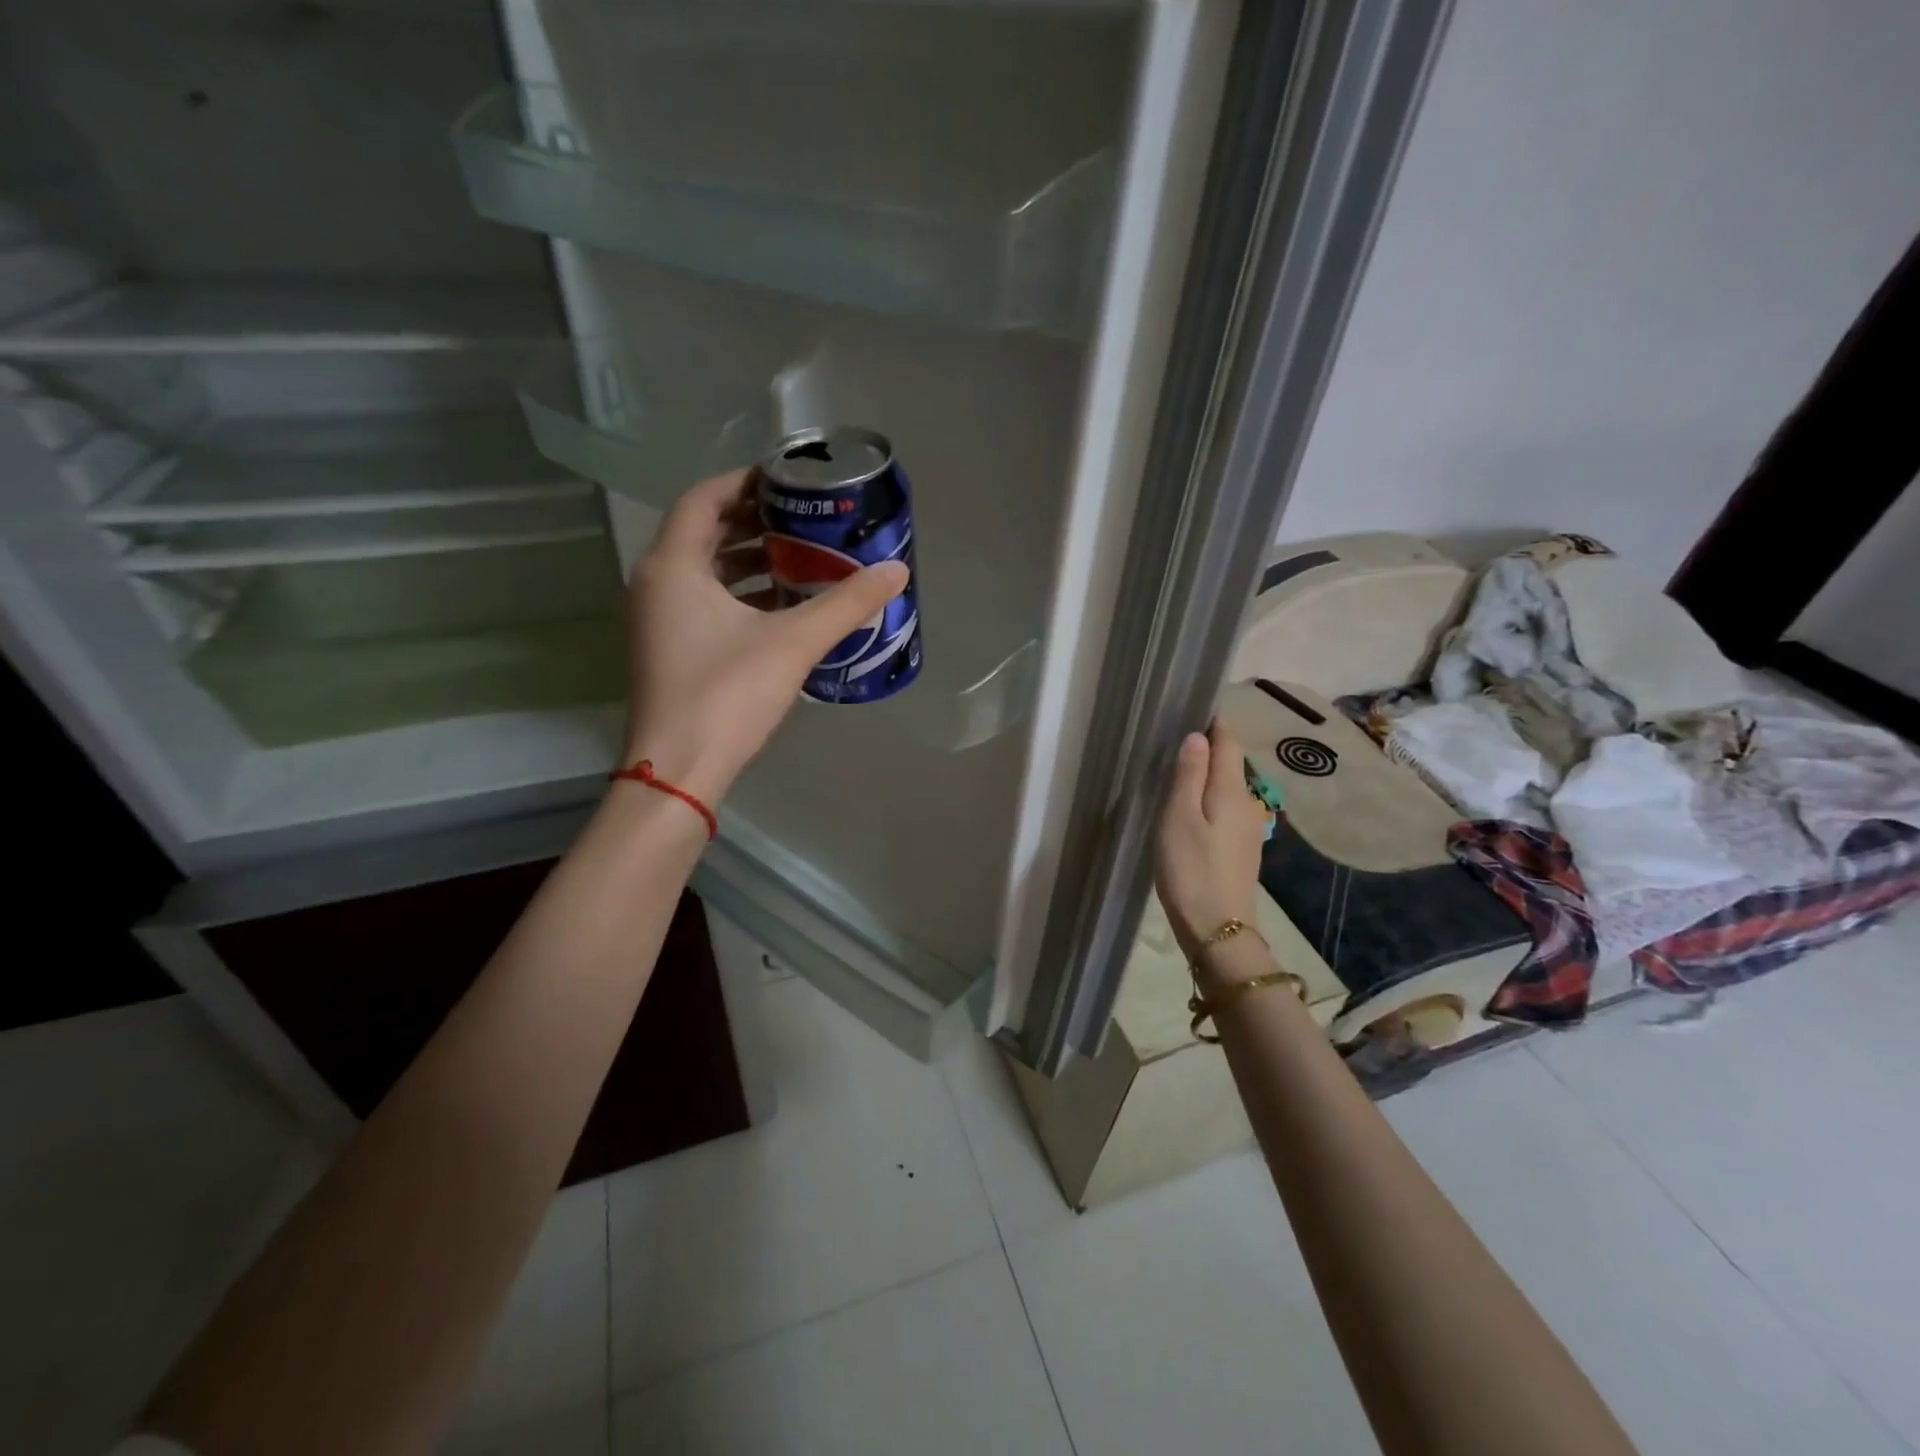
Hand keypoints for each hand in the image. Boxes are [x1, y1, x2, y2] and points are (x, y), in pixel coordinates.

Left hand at [621, 469, 909, 805]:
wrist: (679, 769)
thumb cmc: (727, 693)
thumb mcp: (794, 642)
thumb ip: (846, 603)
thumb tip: (897, 570)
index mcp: (672, 566)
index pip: (704, 499)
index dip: (745, 482)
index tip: (788, 481)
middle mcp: (655, 584)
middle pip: (704, 533)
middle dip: (755, 523)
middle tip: (804, 519)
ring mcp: (657, 620)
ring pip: (704, 571)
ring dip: (749, 562)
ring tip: (802, 560)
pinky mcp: (667, 649)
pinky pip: (703, 603)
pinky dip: (740, 595)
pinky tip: (783, 608)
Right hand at [1153, 721, 1267, 965]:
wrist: (1218, 930)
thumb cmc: (1191, 870)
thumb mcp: (1179, 818)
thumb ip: (1189, 775)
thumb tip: (1198, 735)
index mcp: (1231, 790)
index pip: (1229, 741)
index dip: (1213, 721)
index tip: (1190, 705)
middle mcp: (1247, 802)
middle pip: (1230, 762)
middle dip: (1207, 746)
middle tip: (1172, 737)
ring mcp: (1248, 827)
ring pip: (1226, 787)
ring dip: (1206, 774)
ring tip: (1175, 770)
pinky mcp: (1241, 847)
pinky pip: (1225, 808)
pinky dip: (1209, 799)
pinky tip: (1189, 809)